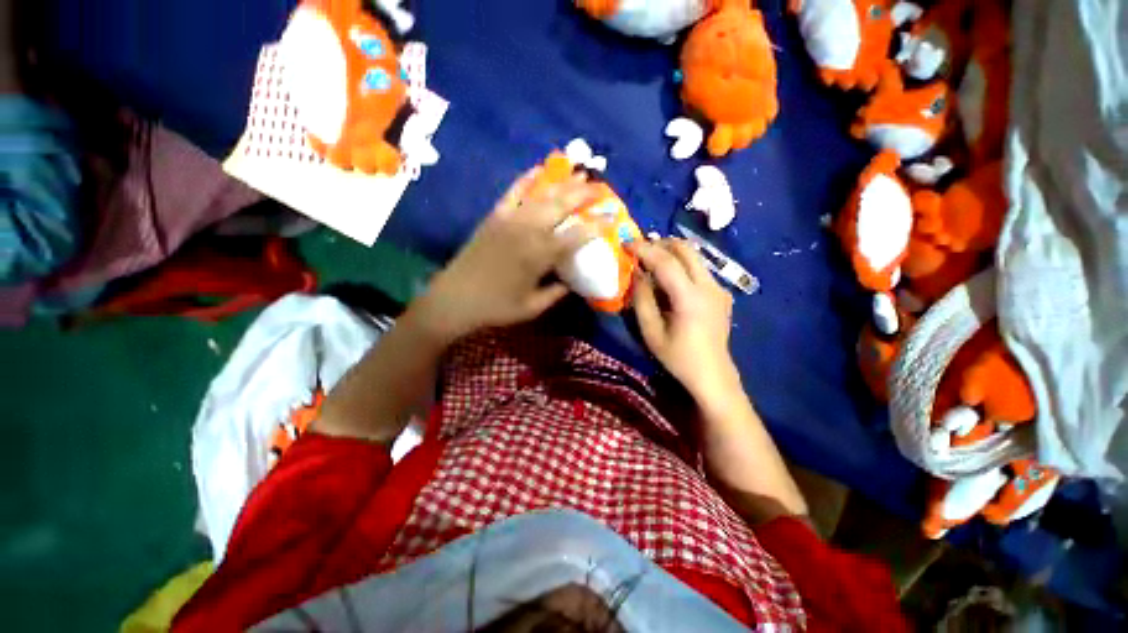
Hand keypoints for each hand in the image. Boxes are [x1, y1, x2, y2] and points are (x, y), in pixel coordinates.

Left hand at [413, 169, 598, 341]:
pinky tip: (538, 168)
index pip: (577, 235)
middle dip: (585, 194)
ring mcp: (510, 219)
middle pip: (562, 205)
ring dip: (563, 183)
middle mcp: (529, 230)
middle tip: (601, 187)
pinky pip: (513, 192)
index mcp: (541, 255)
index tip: (613, 217)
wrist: (455, 298)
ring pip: (542, 194)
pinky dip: (526, 179)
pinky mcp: (495, 216)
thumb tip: (573, 282)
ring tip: (580, 173)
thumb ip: (557, 292)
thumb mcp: (533, 307)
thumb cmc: (497, 307)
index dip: (598, 226)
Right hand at [629, 238, 740, 403]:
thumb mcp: (651, 332)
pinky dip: (681, 264)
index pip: (666, 262)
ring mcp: (719, 288)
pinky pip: (699, 268)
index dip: (644, 249)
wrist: (712, 374)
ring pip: (694, 256)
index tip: (626, 244)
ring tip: (651, 262)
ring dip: (671, 252)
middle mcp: (709, 286)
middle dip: (660, 244)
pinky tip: (669, 279)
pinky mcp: (721, 293)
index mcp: (690, 298)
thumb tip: (637, 273)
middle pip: (686, 249)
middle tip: (640, 250)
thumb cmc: (678, 357)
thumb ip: (642, 299)